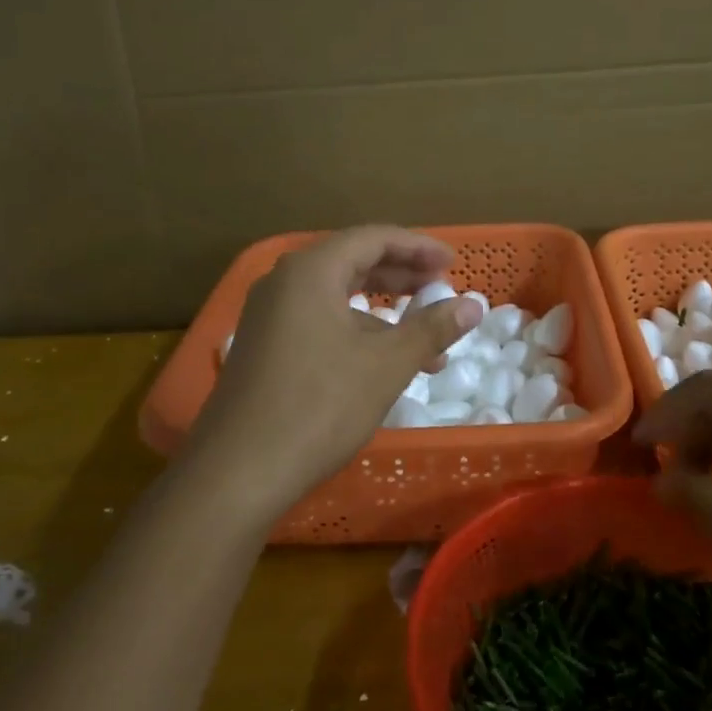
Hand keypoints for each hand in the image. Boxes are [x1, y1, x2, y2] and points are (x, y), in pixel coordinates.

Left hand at [182, 226, 481, 520]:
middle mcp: (284, 282)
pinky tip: (382, 363)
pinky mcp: (263, 348)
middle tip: (440, 289)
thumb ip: (431, 329)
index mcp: (311, 271)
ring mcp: (268, 316)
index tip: (452, 264)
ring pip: (337, 297)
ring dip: (383, 313)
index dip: (418, 247)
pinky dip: (356, 332)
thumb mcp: (386, 364)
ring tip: (425, 342)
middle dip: (402, 276)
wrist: (237, 472)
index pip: (373, 238)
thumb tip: (474, 305)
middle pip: (352, 262)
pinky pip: (319, 322)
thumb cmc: (319, 406)